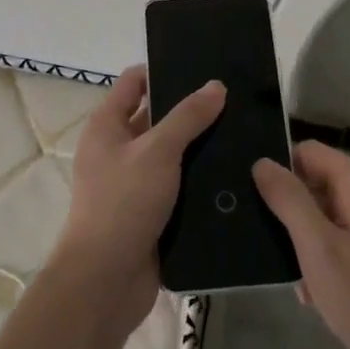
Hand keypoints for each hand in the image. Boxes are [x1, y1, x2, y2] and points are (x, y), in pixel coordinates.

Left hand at [55, 65, 225, 334]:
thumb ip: (188, 117)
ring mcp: (133, 184)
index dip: (163, 70)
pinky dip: (199, 182)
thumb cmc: (123, 203)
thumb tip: (215, 85)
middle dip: (190, 111)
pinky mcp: (150, 214)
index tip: (203, 67)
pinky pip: (178, 188)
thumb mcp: (158, 151)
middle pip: (156, 118)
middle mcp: (117, 150)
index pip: (134, 82)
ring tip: (244, 133)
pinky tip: (234, 175)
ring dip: (199, 149)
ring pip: (171, 156)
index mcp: (107, 126)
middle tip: (234, 101)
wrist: (105, 281)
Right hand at [253, 141, 349, 348]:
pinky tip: (323, 293)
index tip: (260, 204)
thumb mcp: (319, 250)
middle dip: (296, 214)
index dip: (281, 171)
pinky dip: (333, 256)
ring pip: (334, 214)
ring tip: (299, 281)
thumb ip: (289, 201)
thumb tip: (262, 162)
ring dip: (312, 241)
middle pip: (322, 183)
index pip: (309, 152)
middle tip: (277, 251)